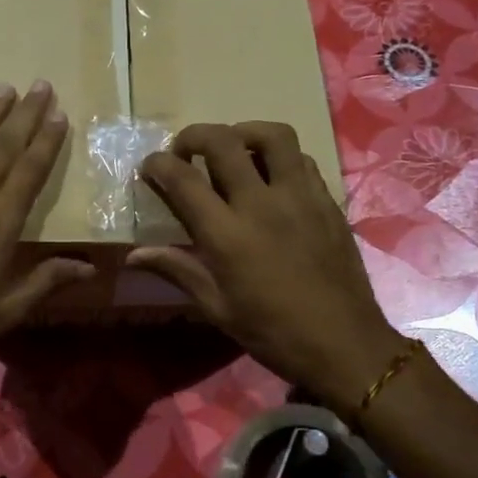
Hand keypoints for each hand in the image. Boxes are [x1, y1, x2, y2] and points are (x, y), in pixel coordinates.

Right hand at [127, 121, 406, 413]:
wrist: (344, 344)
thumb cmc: (272, 332)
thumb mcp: (216, 307)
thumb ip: (177, 269)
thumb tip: (134, 255)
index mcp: (227, 233)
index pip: (183, 179)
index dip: (158, 164)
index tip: (150, 167)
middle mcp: (261, 203)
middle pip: (223, 141)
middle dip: (194, 136)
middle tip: (185, 151)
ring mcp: (300, 197)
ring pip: (273, 136)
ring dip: (244, 132)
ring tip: (232, 149)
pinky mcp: (327, 201)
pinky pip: (302, 160)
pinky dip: (279, 157)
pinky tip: (271, 177)